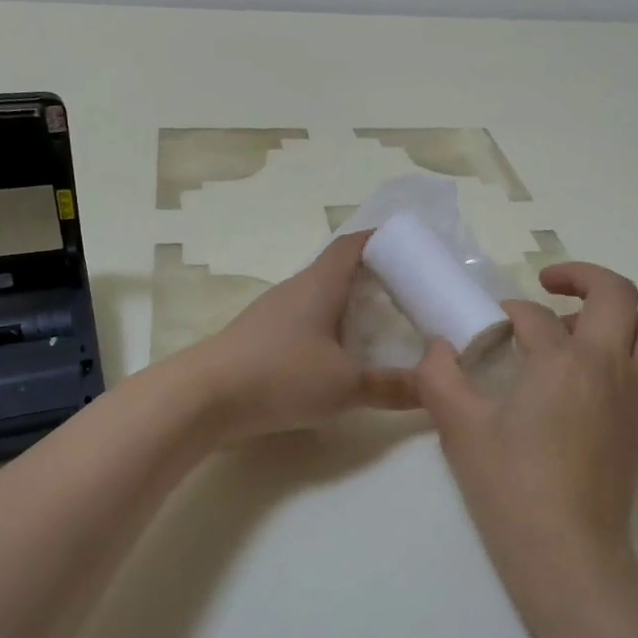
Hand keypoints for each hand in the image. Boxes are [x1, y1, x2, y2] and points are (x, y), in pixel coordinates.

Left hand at [192, 232, 419, 439]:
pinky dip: (326, 328)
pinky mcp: (259, 337)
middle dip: (372, 277)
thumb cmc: (280, 376)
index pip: (353, 245)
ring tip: (378, 326)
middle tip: (406, 294)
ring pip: (319, 297)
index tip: (409, 247)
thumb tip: (434, 386)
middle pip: (338, 270)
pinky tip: (336, 356)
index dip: (381, 240)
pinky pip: (303, 320)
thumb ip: (391, 387)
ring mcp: (273, 313)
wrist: (202, 398)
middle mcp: (296, 289)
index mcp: (320, 284)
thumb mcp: (345, 385)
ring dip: (347, 305)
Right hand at [416, 263, 637, 596]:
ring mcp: (633, 397)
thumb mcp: (460, 428)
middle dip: (583, 277)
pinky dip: (619, 351)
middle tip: (549, 284)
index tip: (488, 325)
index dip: (507, 312)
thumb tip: (437, 347)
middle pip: (619, 295)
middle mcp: (609, 367)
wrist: (568, 554)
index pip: (534, 316)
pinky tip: (579, 380)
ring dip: (616, 314)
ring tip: (573, 329)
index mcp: (565, 361)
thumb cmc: (511, 486)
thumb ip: (440, 376)